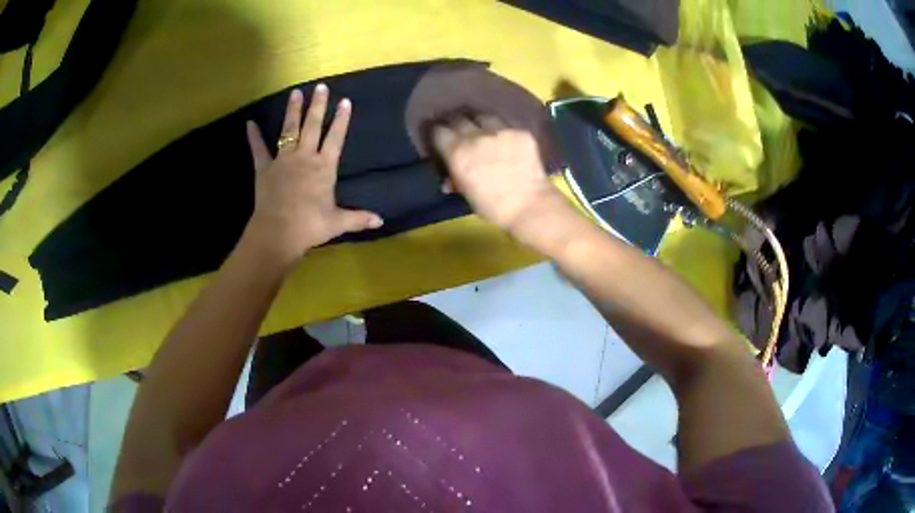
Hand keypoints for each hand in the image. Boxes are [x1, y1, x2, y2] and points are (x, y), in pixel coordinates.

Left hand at [244, 85, 382, 267]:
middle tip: (321, 87)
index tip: (345, 101)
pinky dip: (254, 137)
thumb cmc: (309, 226)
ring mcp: (283, 160)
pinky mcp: (264, 169)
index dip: (341, 119)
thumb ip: (358, 218)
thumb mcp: (337, 222)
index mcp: (324, 167)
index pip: (335, 138)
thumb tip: (380, 220)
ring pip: (289, 130)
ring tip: (295, 93)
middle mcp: (304, 157)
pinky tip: (249, 123)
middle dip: (317, 105)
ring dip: (292, 111)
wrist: (278, 233)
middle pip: (312, 126)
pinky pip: (258, 149)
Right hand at [432, 115, 563, 234]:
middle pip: (459, 119)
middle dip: (457, 124)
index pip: (439, 132)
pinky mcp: (520, 132)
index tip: (441, 139)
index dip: (439, 134)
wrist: (529, 205)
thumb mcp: (467, 194)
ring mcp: (500, 131)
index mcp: (457, 152)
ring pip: (483, 117)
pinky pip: (507, 126)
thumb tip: (449, 179)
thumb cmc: (492, 207)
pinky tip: (507, 141)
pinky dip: (503, 132)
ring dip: (480, 123)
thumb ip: (456, 180)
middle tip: (460, 132)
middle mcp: (476, 136)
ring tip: (483, 131)